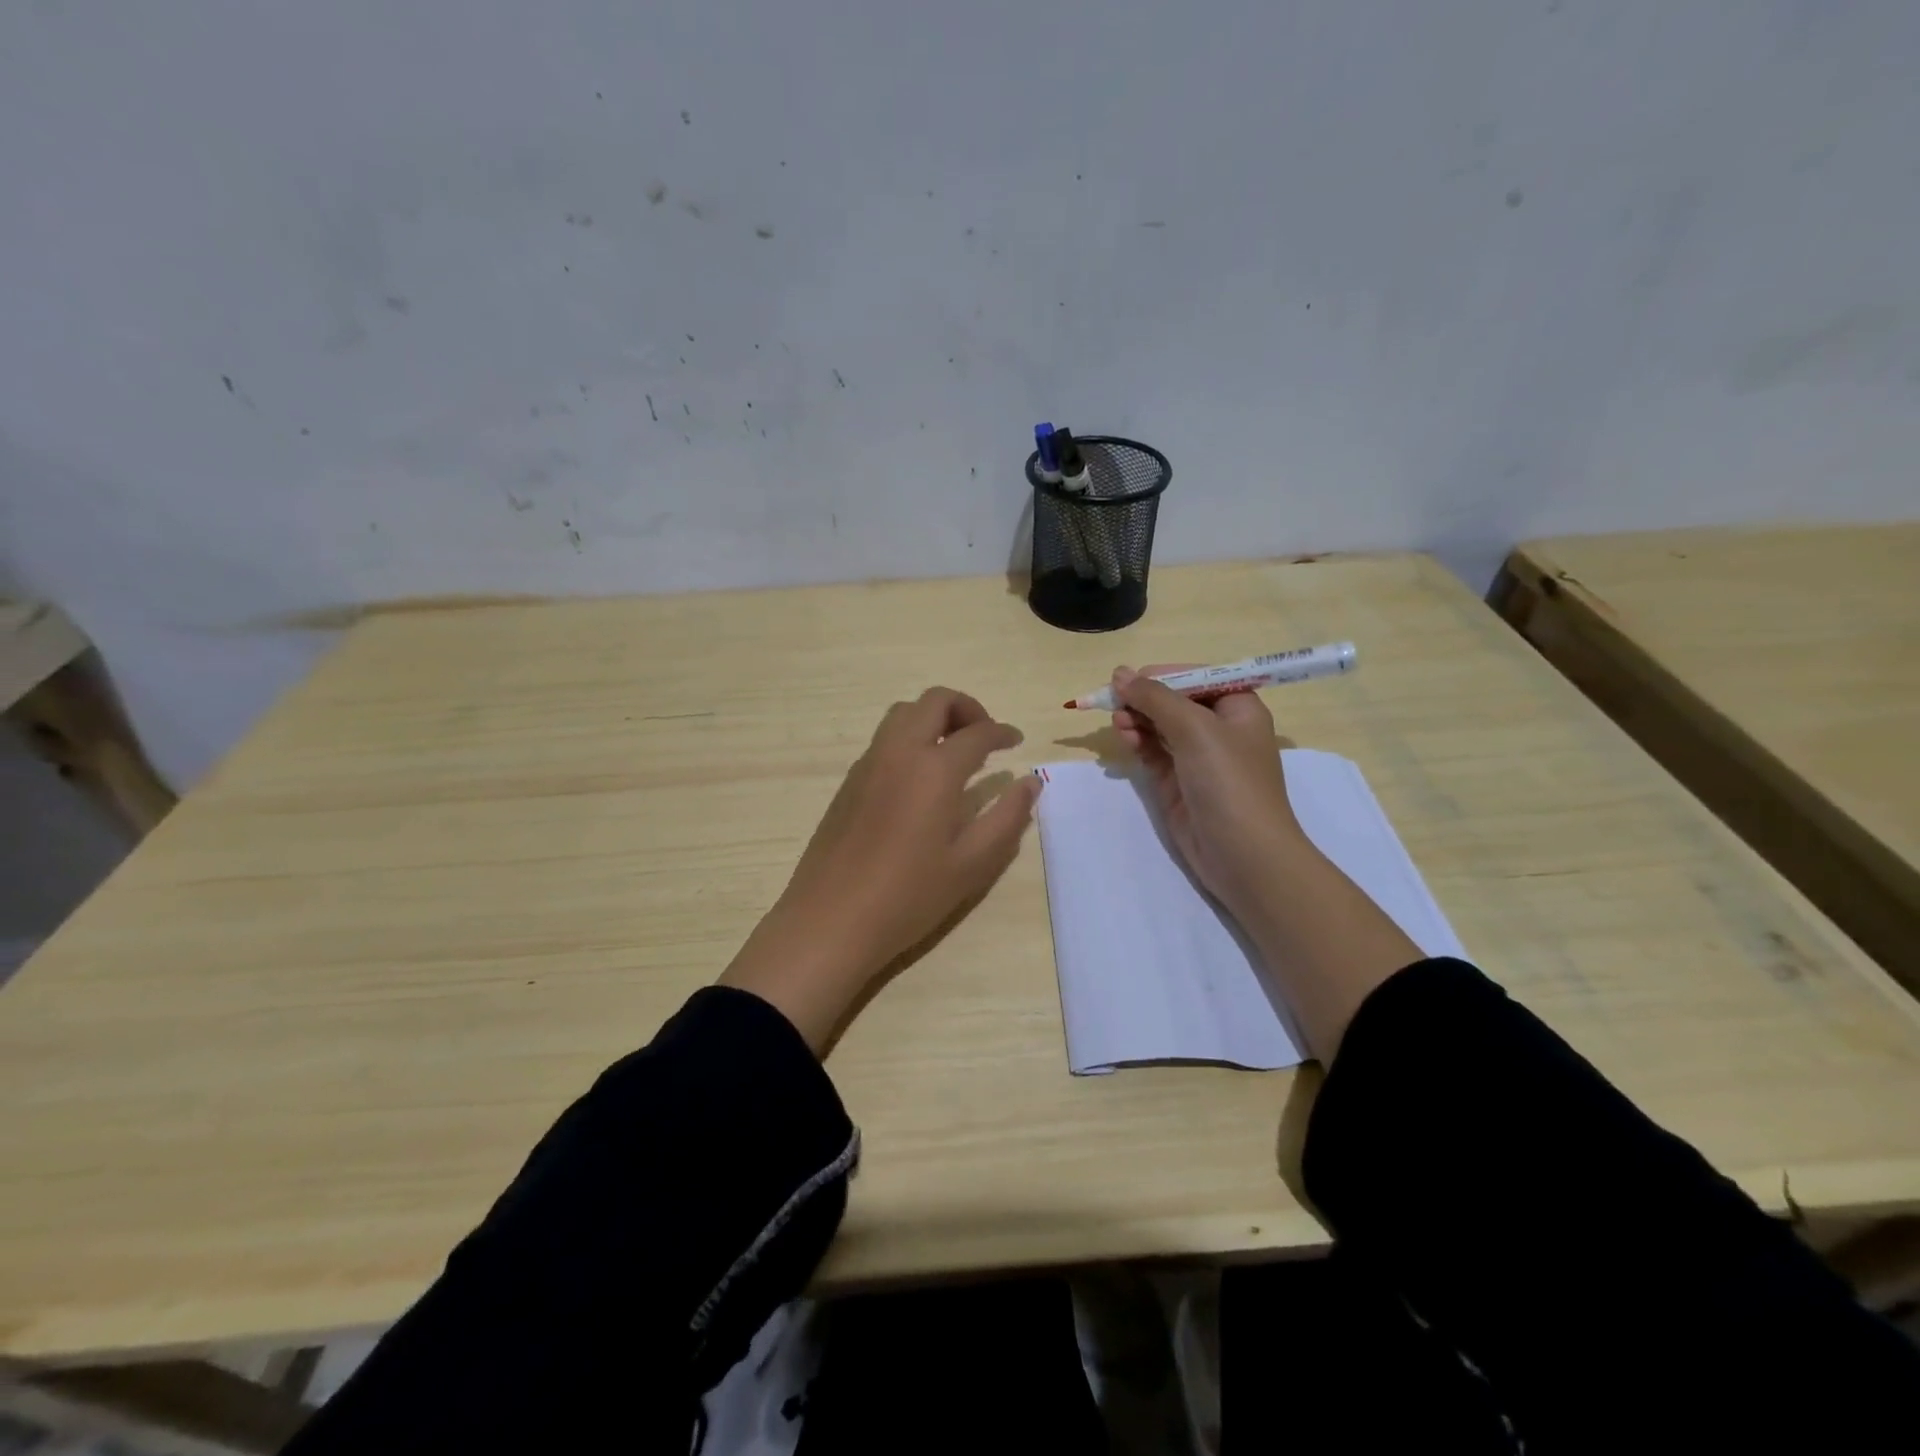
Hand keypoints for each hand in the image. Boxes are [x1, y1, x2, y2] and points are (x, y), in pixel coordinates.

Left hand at [722, 687, 1039, 1053]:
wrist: (831, 919)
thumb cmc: (909, 896)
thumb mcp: (971, 864)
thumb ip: (1007, 817)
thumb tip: (1031, 782)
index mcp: (934, 769)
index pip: (977, 732)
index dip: (1002, 732)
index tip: (1016, 742)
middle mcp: (899, 752)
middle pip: (934, 701)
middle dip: (967, 708)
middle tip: (985, 737)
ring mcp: (868, 763)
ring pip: (904, 713)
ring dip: (934, 718)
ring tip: (954, 752)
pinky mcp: (849, 781)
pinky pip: (884, 739)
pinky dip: (910, 738)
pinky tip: (920, 778)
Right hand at [1113, 664, 1420, 1061]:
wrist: (1245, 855)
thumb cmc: (1229, 781)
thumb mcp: (1195, 728)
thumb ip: (1155, 697)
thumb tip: (1120, 673)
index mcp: (1237, 706)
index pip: (1194, 676)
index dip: (1161, 675)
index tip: (1127, 681)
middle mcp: (1219, 727)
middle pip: (1173, 699)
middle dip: (1144, 698)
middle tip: (1115, 703)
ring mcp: (1197, 757)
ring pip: (1159, 725)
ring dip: (1137, 719)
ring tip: (1119, 724)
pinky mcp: (1178, 782)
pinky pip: (1153, 751)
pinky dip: (1138, 742)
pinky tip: (1125, 738)